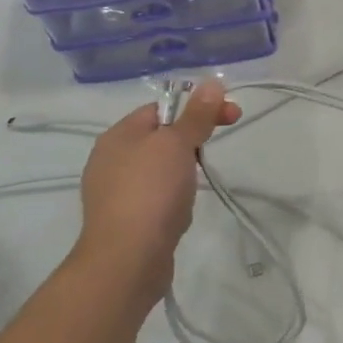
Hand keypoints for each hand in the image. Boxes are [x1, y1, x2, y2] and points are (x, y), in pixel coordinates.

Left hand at [74, 79, 239, 315]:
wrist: (127, 260)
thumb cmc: (150, 192)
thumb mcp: (177, 145)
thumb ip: (196, 115)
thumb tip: (212, 82)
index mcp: (118, 136)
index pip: (163, 107)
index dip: (198, 107)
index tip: (231, 116)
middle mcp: (111, 159)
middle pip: (161, 136)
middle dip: (193, 138)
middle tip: (216, 149)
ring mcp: (116, 191)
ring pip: (160, 166)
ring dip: (185, 168)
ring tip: (198, 182)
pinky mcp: (127, 218)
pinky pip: (156, 193)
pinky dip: (174, 193)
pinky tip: (182, 207)